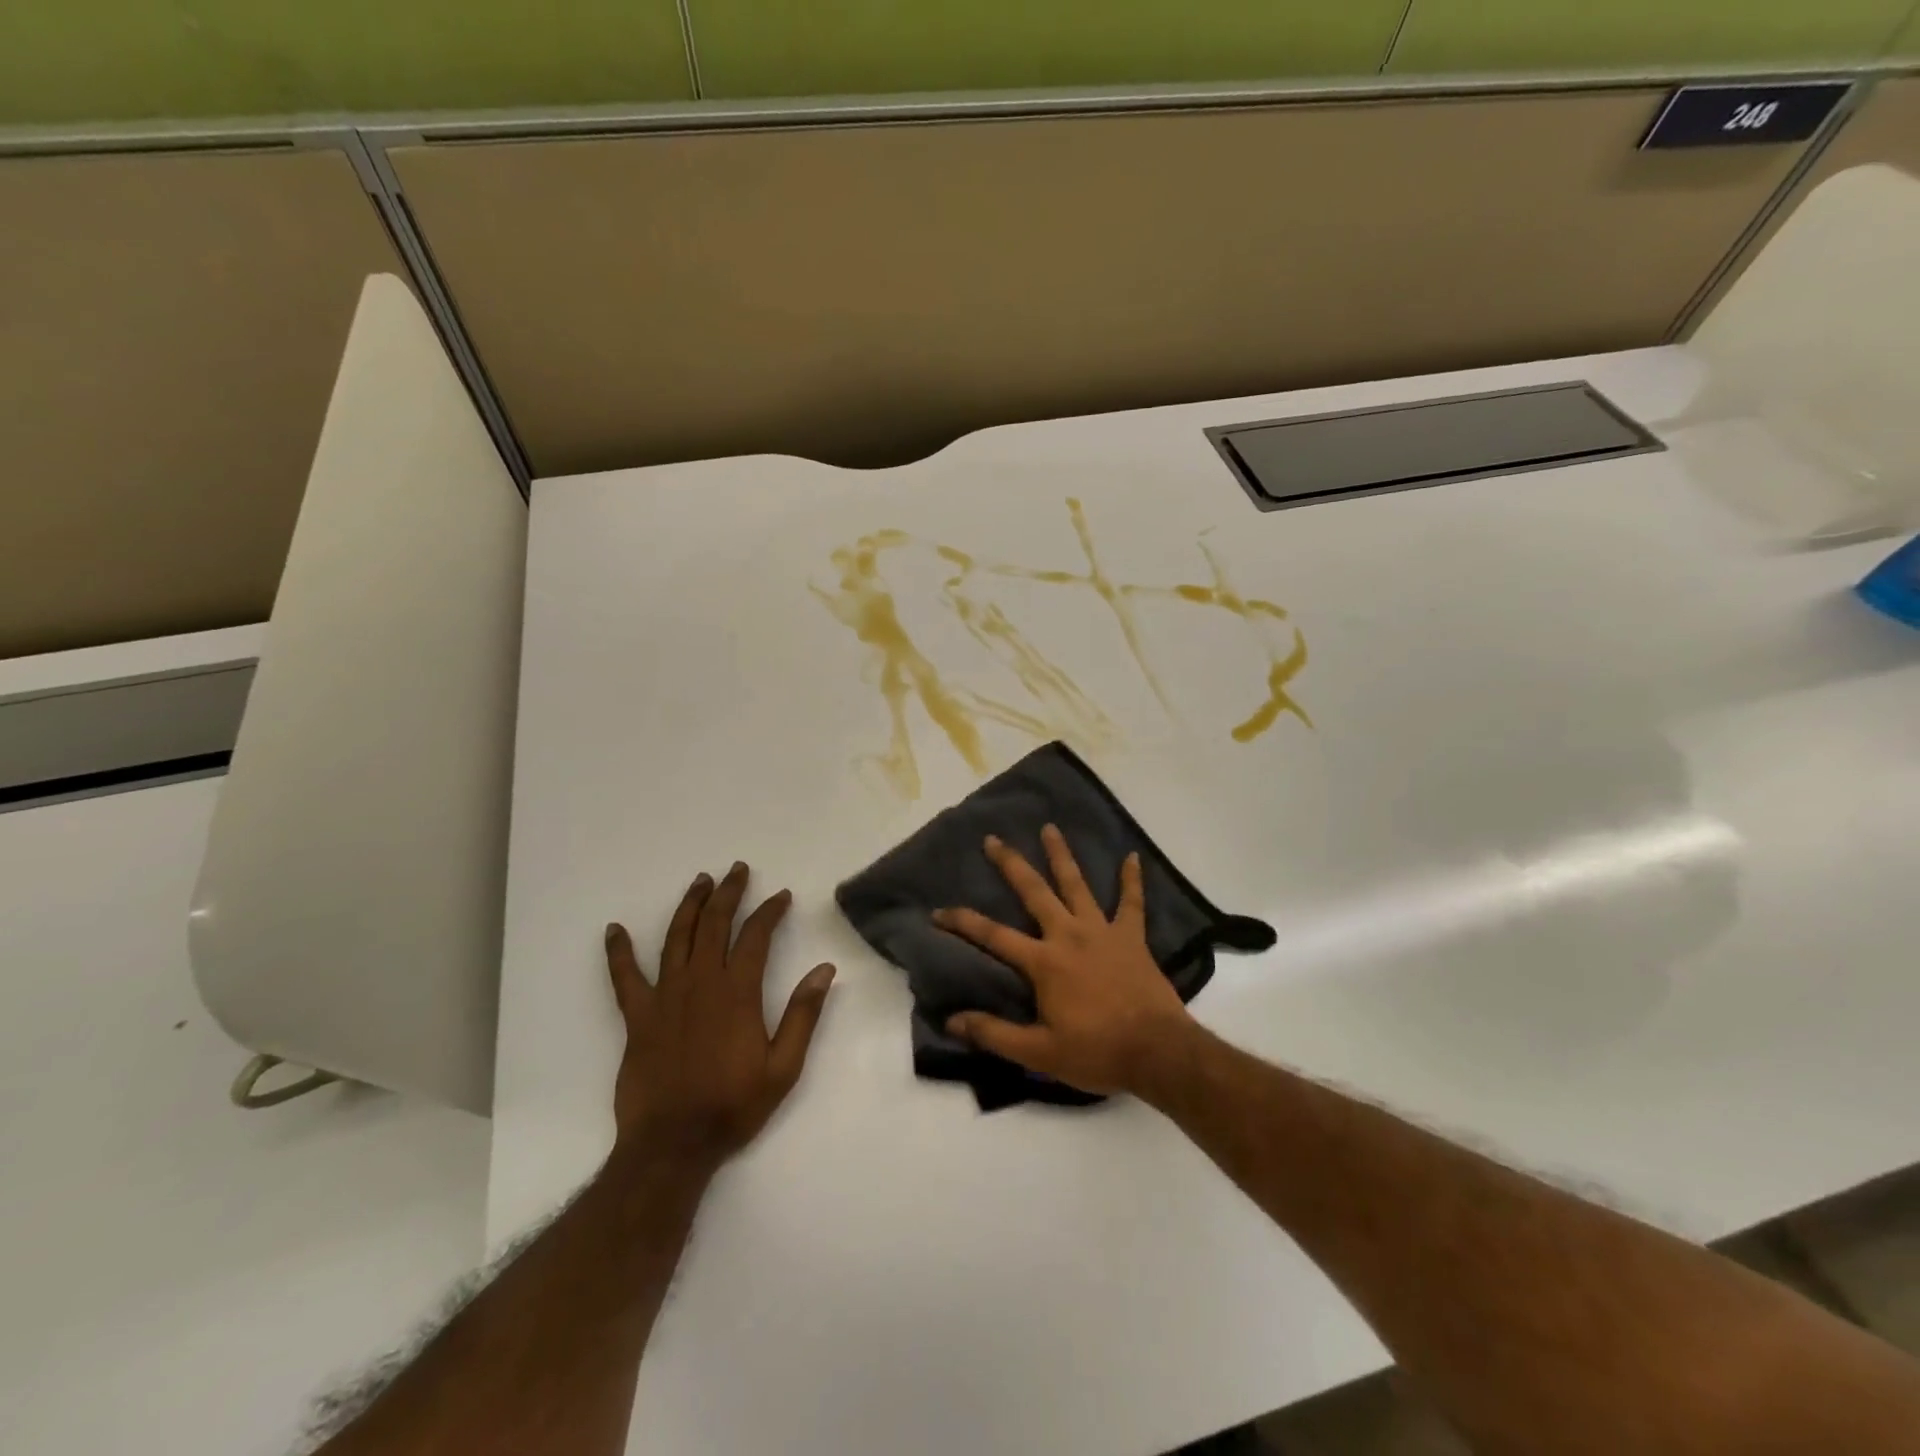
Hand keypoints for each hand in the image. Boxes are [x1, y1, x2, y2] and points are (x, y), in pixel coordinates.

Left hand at [604, 862, 834, 1174]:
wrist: (673, 1145)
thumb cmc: (733, 1106)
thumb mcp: (784, 1067)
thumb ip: (804, 1015)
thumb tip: (824, 969)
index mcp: (738, 993)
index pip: (756, 937)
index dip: (769, 911)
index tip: (781, 897)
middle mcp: (701, 983)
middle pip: (714, 924)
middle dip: (728, 893)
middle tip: (737, 870)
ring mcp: (665, 997)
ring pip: (676, 938)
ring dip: (689, 906)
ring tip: (699, 881)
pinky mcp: (637, 1016)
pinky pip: (624, 977)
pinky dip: (618, 952)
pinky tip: (614, 930)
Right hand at [933, 825, 1196, 1096]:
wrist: (1157, 1052)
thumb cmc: (1096, 1052)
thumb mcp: (1039, 1052)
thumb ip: (994, 1034)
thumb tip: (952, 1020)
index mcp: (1043, 962)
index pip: (993, 936)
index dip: (963, 922)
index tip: (938, 911)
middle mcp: (1068, 935)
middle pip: (1034, 892)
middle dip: (1011, 864)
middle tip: (993, 839)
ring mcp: (1102, 931)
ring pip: (1077, 884)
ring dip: (1061, 856)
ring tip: (1050, 828)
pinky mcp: (1132, 937)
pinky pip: (1132, 902)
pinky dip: (1132, 880)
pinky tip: (1132, 857)